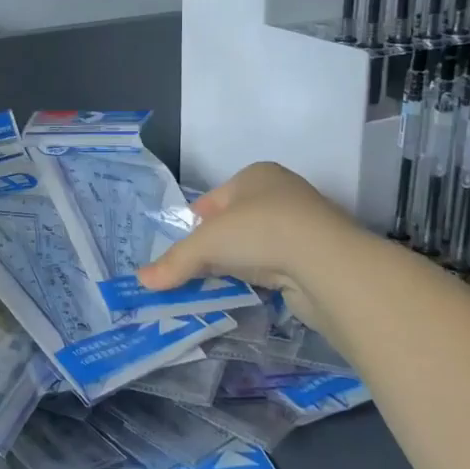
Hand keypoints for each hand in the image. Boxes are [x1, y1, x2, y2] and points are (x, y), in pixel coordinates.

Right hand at [136, 162, 357, 300]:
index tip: (183, 250)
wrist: (327, 264)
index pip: (214, 200)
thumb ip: (174, 262)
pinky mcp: (315, 256)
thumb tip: (142, 280)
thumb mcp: (206, 244)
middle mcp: (281, 193)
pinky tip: (249, 292)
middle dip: (215, 247)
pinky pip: (276, 265)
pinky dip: (261, 278)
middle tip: (194, 271)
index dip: (195, 224)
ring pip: (256, 245)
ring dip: (238, 264)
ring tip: (218, 285)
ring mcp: (303, 225)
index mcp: (256, 175)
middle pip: (234, 223)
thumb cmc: (261, 232)